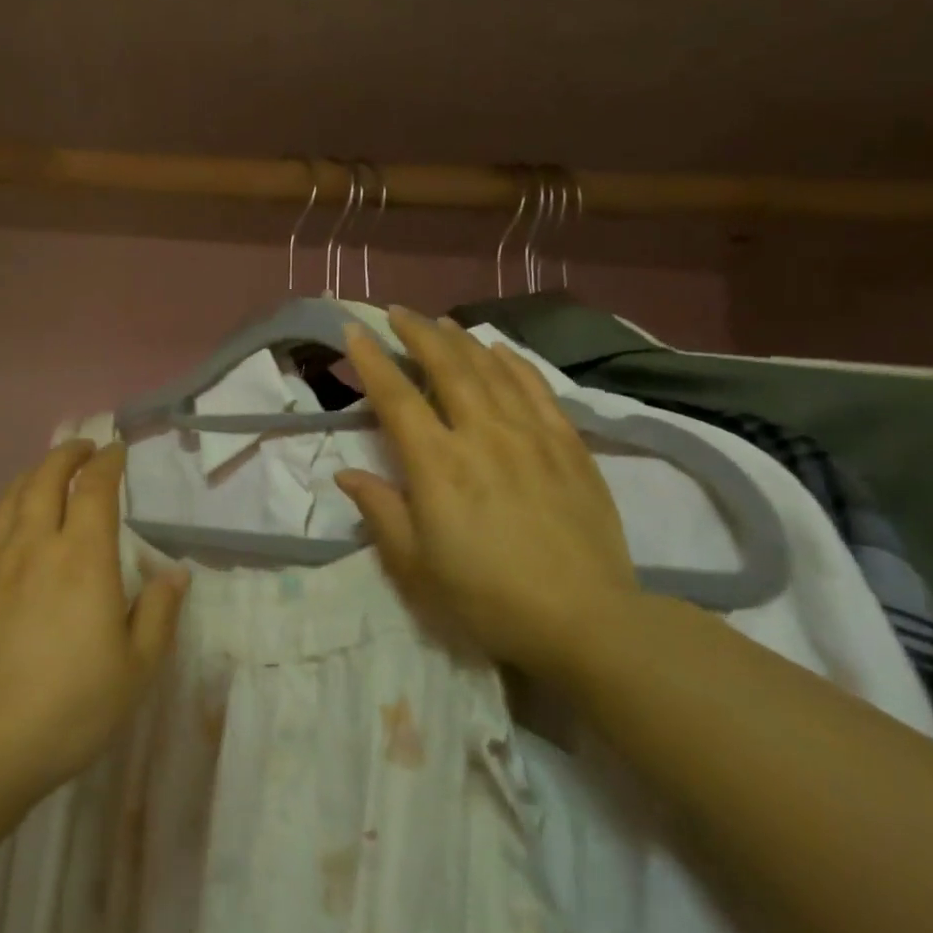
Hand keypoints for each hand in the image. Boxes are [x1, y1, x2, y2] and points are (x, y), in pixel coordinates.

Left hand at [0, 440, 190, 801]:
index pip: (95, 489)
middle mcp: (34, 547)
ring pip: (7, 498)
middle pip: (45, 479)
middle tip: (82, 449)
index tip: (116, 452)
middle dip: (66, 455)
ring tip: (44, 474)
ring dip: (28, 475)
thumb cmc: (72, 708)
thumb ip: (159, 614)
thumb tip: (175, 573)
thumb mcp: (137, 668)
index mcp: (83, 559)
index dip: (107, 463)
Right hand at [336, 309, 639, 679]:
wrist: (585, 620)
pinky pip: (538, 388)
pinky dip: (514, 362)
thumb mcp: (416, 568)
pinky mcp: (569, 445)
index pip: (396, 398)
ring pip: (491, 370)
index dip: (372, 360)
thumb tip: (347, 474)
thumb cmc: (486, 598)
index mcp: (437, 465)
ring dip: (461, 340)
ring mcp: (531, 435)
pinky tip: (500, 350)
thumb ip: (381, 512)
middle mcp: (482, 435)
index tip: (355, 331)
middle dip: (417, 334)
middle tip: (398, 312)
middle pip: (446, 367)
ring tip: (441, 323)